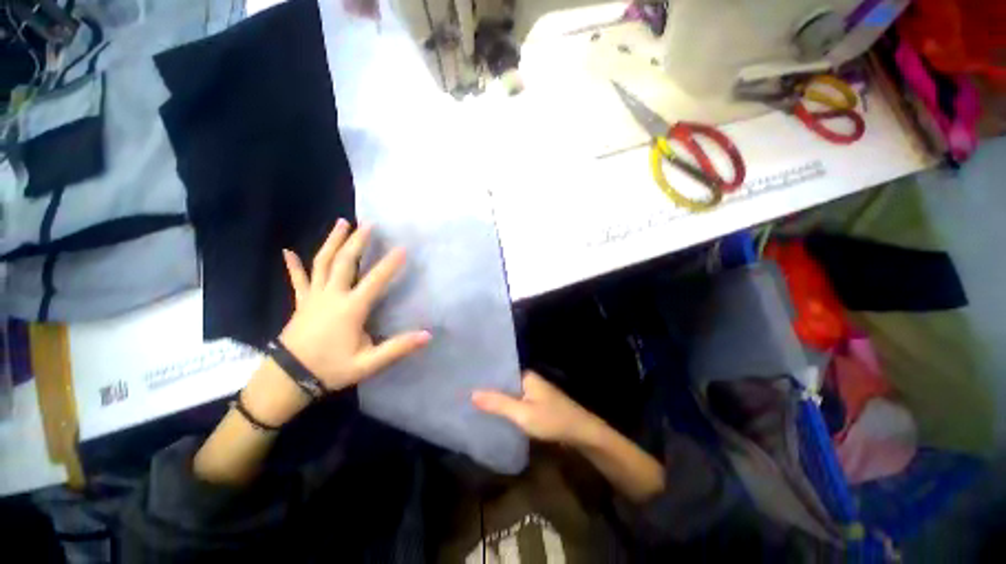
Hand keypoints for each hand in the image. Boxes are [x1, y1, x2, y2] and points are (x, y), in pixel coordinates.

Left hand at [277, 219, 430, 391]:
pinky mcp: (301, 302)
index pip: (375, 280)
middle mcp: (331, 295)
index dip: (390, 264)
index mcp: (350, 308)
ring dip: (333, 241)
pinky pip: (298, 279)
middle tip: (369, 224)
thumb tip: (427, 335)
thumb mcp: (369, 363)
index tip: (402, 248)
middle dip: (358, 241)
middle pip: (344, 262)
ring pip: (322, 263)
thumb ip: (398, 348)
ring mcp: (313, 296)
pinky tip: (287, 251)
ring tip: (342, 223)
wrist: (288, 379)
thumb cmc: (331, 369)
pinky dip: (293, 265)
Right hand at [472, 371, 600, 444]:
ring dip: (496, 398)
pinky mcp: (536, 404)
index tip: (464, 380)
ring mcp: (533, 392)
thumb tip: (472, 393)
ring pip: (509, 393)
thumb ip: (498, 403)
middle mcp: (529, 380)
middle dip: (487, 388)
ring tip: (472, 402)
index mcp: (525, 375)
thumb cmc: (552, 420)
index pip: (499, 370)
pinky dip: (505, 406)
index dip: (483, 376)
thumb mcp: (522, 413)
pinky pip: (516, 402)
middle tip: (463, 393)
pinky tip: (493, 413)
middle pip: (503, 382)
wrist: (581, 433)